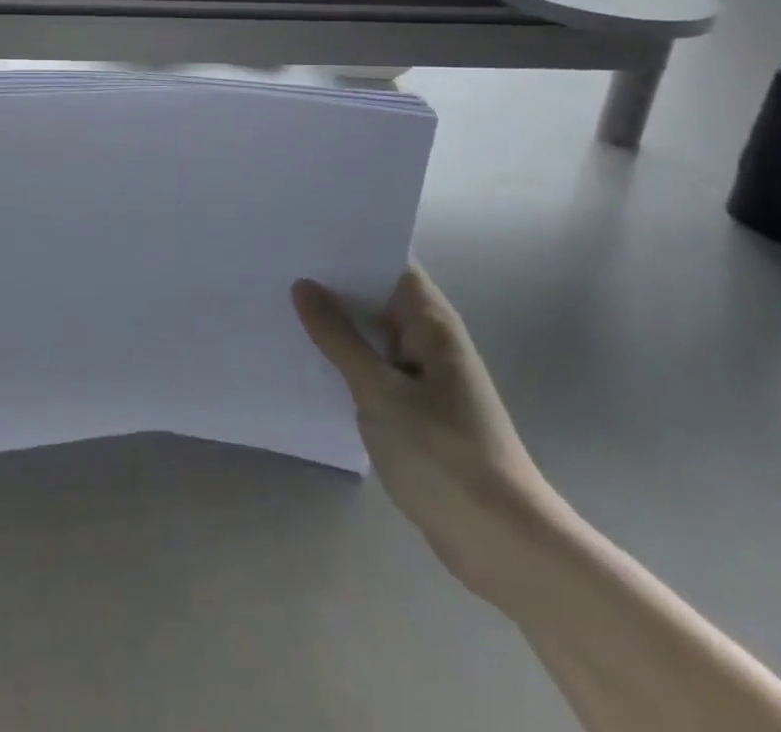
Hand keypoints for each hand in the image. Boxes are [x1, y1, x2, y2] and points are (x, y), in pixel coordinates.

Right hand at [293, 267, 563, 606]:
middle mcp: (429, 340)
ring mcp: (424, 376)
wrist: (502, 544)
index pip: (389, 264)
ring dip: (336, 325)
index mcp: (431, 323)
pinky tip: (306, 360)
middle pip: (377, 297)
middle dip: (333, 285)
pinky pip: (374, 369)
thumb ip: (339, 338)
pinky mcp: (416, 410)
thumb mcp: (379, 393)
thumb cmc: (443, 455)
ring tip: (279, 305)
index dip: (350, 247)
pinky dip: (345, 362)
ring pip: (372, 335)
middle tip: (277, 267)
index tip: (303, 236)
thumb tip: (304, 286)